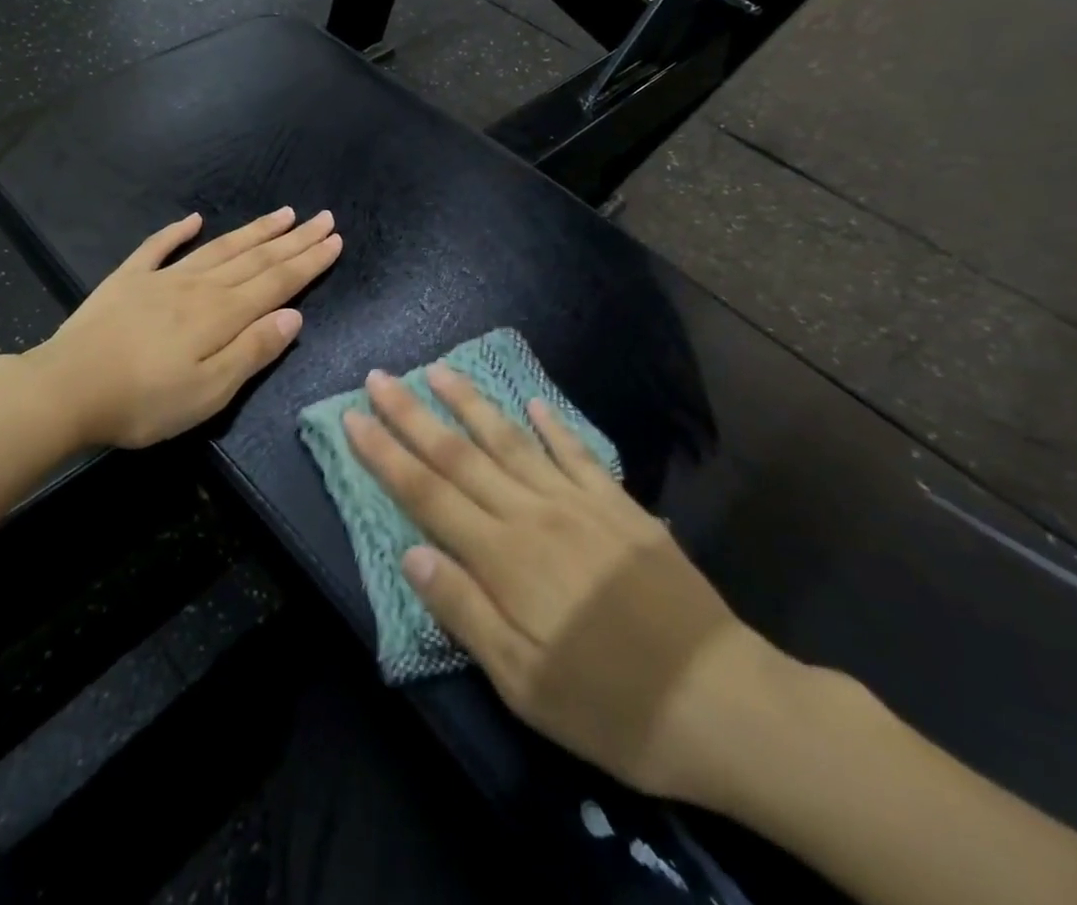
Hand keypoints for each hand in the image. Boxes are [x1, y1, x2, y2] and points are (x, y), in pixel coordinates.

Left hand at [30, 208, 342, 448]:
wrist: (66, 389)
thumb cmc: (143, 401)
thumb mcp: (209, 392)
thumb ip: (253, 351)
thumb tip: (294, 315)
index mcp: (222, 315)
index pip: (277, 282)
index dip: (309, 261)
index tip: (335, 239)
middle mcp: (199, 287)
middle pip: (255, 258)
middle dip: (293, 239)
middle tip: (323, 217)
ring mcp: (161, 279)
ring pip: (219, 248)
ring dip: (253, 231)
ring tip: (282, 213)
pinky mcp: (127, 280)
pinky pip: (158, 247)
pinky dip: (177, 230)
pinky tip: (194, 218)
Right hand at [344, 365, 804, 810]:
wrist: (723, 702)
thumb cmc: (611, 705)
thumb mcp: (524, 683)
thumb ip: (465, 611)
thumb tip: (412, 554)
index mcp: (504, 557)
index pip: (427, 494)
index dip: (385, 454)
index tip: (353, 417)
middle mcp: (533, 514)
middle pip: (460, 454)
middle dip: (412, 415)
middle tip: (380, 377)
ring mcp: (579, 503)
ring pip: (511, 440)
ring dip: (470, 403)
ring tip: (438, 370)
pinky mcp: (619, 508)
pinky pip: (576, 454)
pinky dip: (552, 426)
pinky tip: (533, 403)